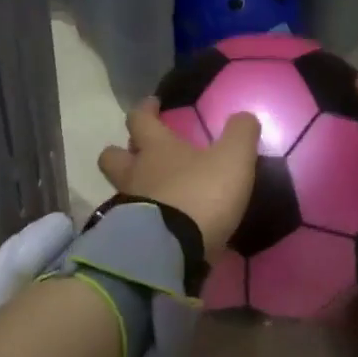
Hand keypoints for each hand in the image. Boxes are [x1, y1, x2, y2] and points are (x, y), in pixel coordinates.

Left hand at [97, 98, 260, 251]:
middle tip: (139, 152)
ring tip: (153, 192)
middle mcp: (135, 174)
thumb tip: (244, 117)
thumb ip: (240, 134)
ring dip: (132, 187)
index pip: (140, 119)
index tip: (152, 104)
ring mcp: (127, 208)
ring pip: (119, 189)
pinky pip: (129, 221)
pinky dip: (140, 219)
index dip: (145, 110)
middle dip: (122, 151)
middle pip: (112, 156)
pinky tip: (159, 224)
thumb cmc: (200, 195)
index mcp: (155, 148)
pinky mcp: (129, 239)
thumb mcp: (232, 159)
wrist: (171, 251)